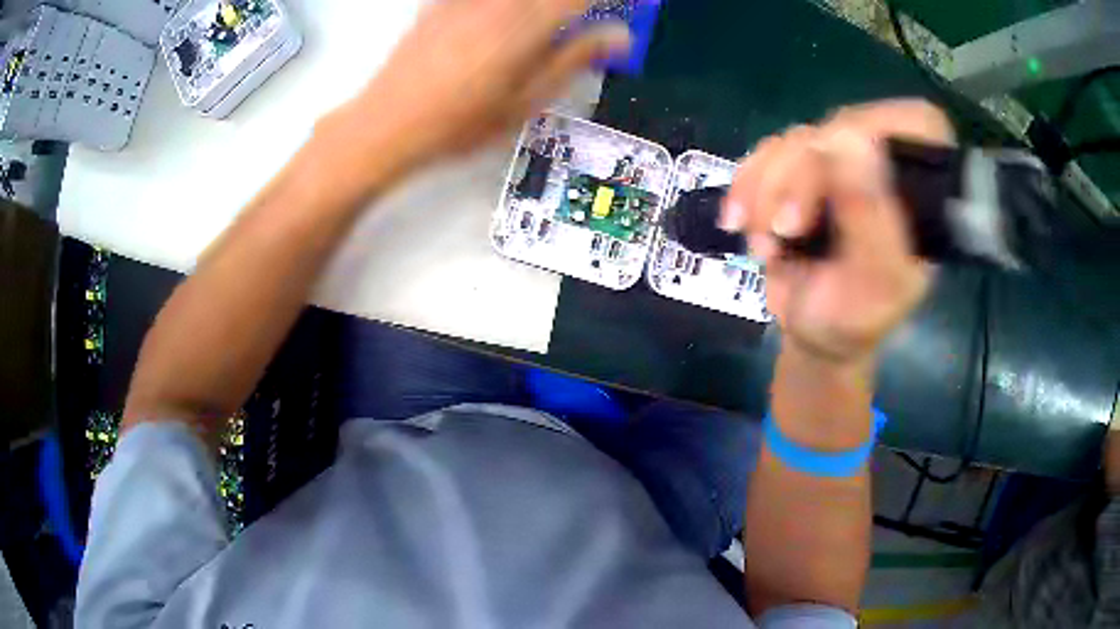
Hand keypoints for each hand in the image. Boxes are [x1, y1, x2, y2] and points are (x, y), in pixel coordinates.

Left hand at [332, 0, 630, 175]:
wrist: (387, 124)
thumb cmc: (460, 123)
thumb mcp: (526, 101)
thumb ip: (574, 59)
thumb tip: (620, 35)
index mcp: (527, 24)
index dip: (608, 1)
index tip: (620, 9)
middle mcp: (500, 1)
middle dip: (570, 6)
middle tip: (577, 21)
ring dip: (540, 8)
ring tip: (544, 27)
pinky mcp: (442, 3)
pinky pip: (486, 1)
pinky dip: (506, 9)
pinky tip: (503, 23)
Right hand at [720, 99, 953, 364]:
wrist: (813, 332)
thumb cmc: (853, 319)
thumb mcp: (871, 280)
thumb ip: (868, 213)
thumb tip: (849, 135)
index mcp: (924, 191)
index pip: (914, 124)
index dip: (874, 132)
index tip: (834, 176)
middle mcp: (888, 165)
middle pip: (841, 128)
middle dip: (799, 178)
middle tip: (783, 230)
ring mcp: (844, 161)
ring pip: (797, 140)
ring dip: (766, 190)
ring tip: (763, 245)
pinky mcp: (804, 166)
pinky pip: (768, 151)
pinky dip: (746, 185)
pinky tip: (740, 223)